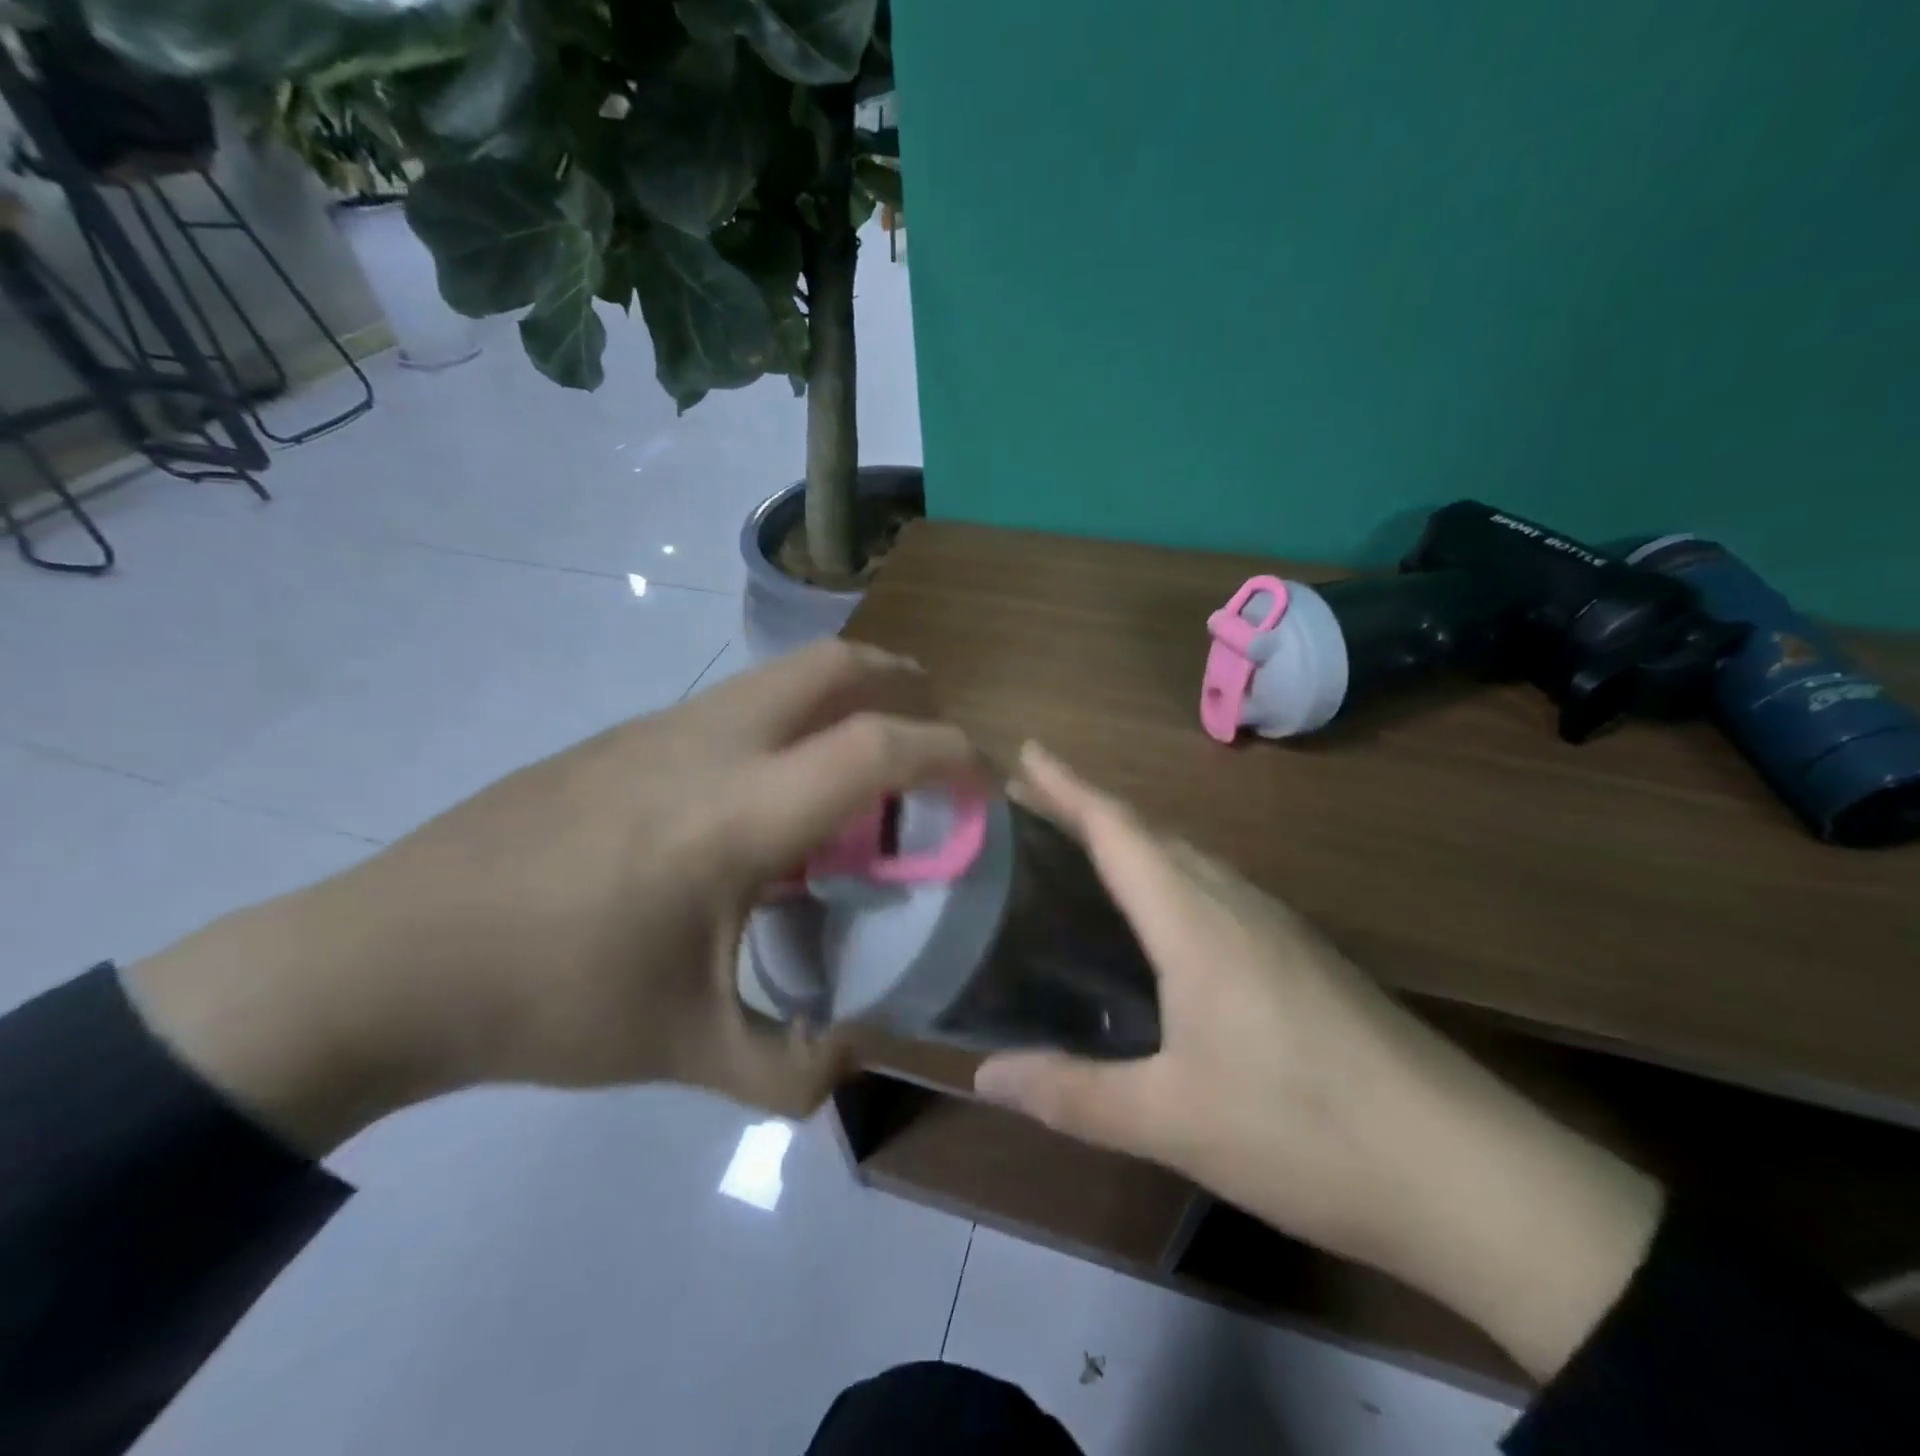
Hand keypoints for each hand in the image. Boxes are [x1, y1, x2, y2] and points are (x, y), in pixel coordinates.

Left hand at [126, 640, 979, 1152]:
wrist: (387, 955)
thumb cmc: (549, 999)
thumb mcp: (687, 1050)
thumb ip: (792, 1067)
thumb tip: (857, 1057)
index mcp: (737, 814)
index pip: (877, 748)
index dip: (951, 755)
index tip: (985, 784)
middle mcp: (710, 743)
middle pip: (835, 664)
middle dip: (905, 683)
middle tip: (933, 737)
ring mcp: (661, 726)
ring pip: (783, 673)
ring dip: (843, 698)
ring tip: (860, 772)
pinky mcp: (626, 734)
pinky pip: (738, 703)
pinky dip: (789, 723)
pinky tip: (769, 799)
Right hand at [975, 744, 1661, 1381]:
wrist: (1470, 1173)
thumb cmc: (1306, 1131)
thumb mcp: (1173, 1121)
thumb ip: (1072, 1094)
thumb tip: (984, 1076)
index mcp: (1196, 922)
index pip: (1118, 831)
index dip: (1067, 786)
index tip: (1027, 749)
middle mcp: (1235, 904)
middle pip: (1151, 832)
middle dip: (1088, 807)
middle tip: (1033, 800)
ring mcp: (1278, 927)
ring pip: (1188, 858)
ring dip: (1132, 840)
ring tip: (1083, 848)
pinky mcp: (1303, 956)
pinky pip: (1216, 889)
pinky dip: (1168, 877)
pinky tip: (1162, 918)